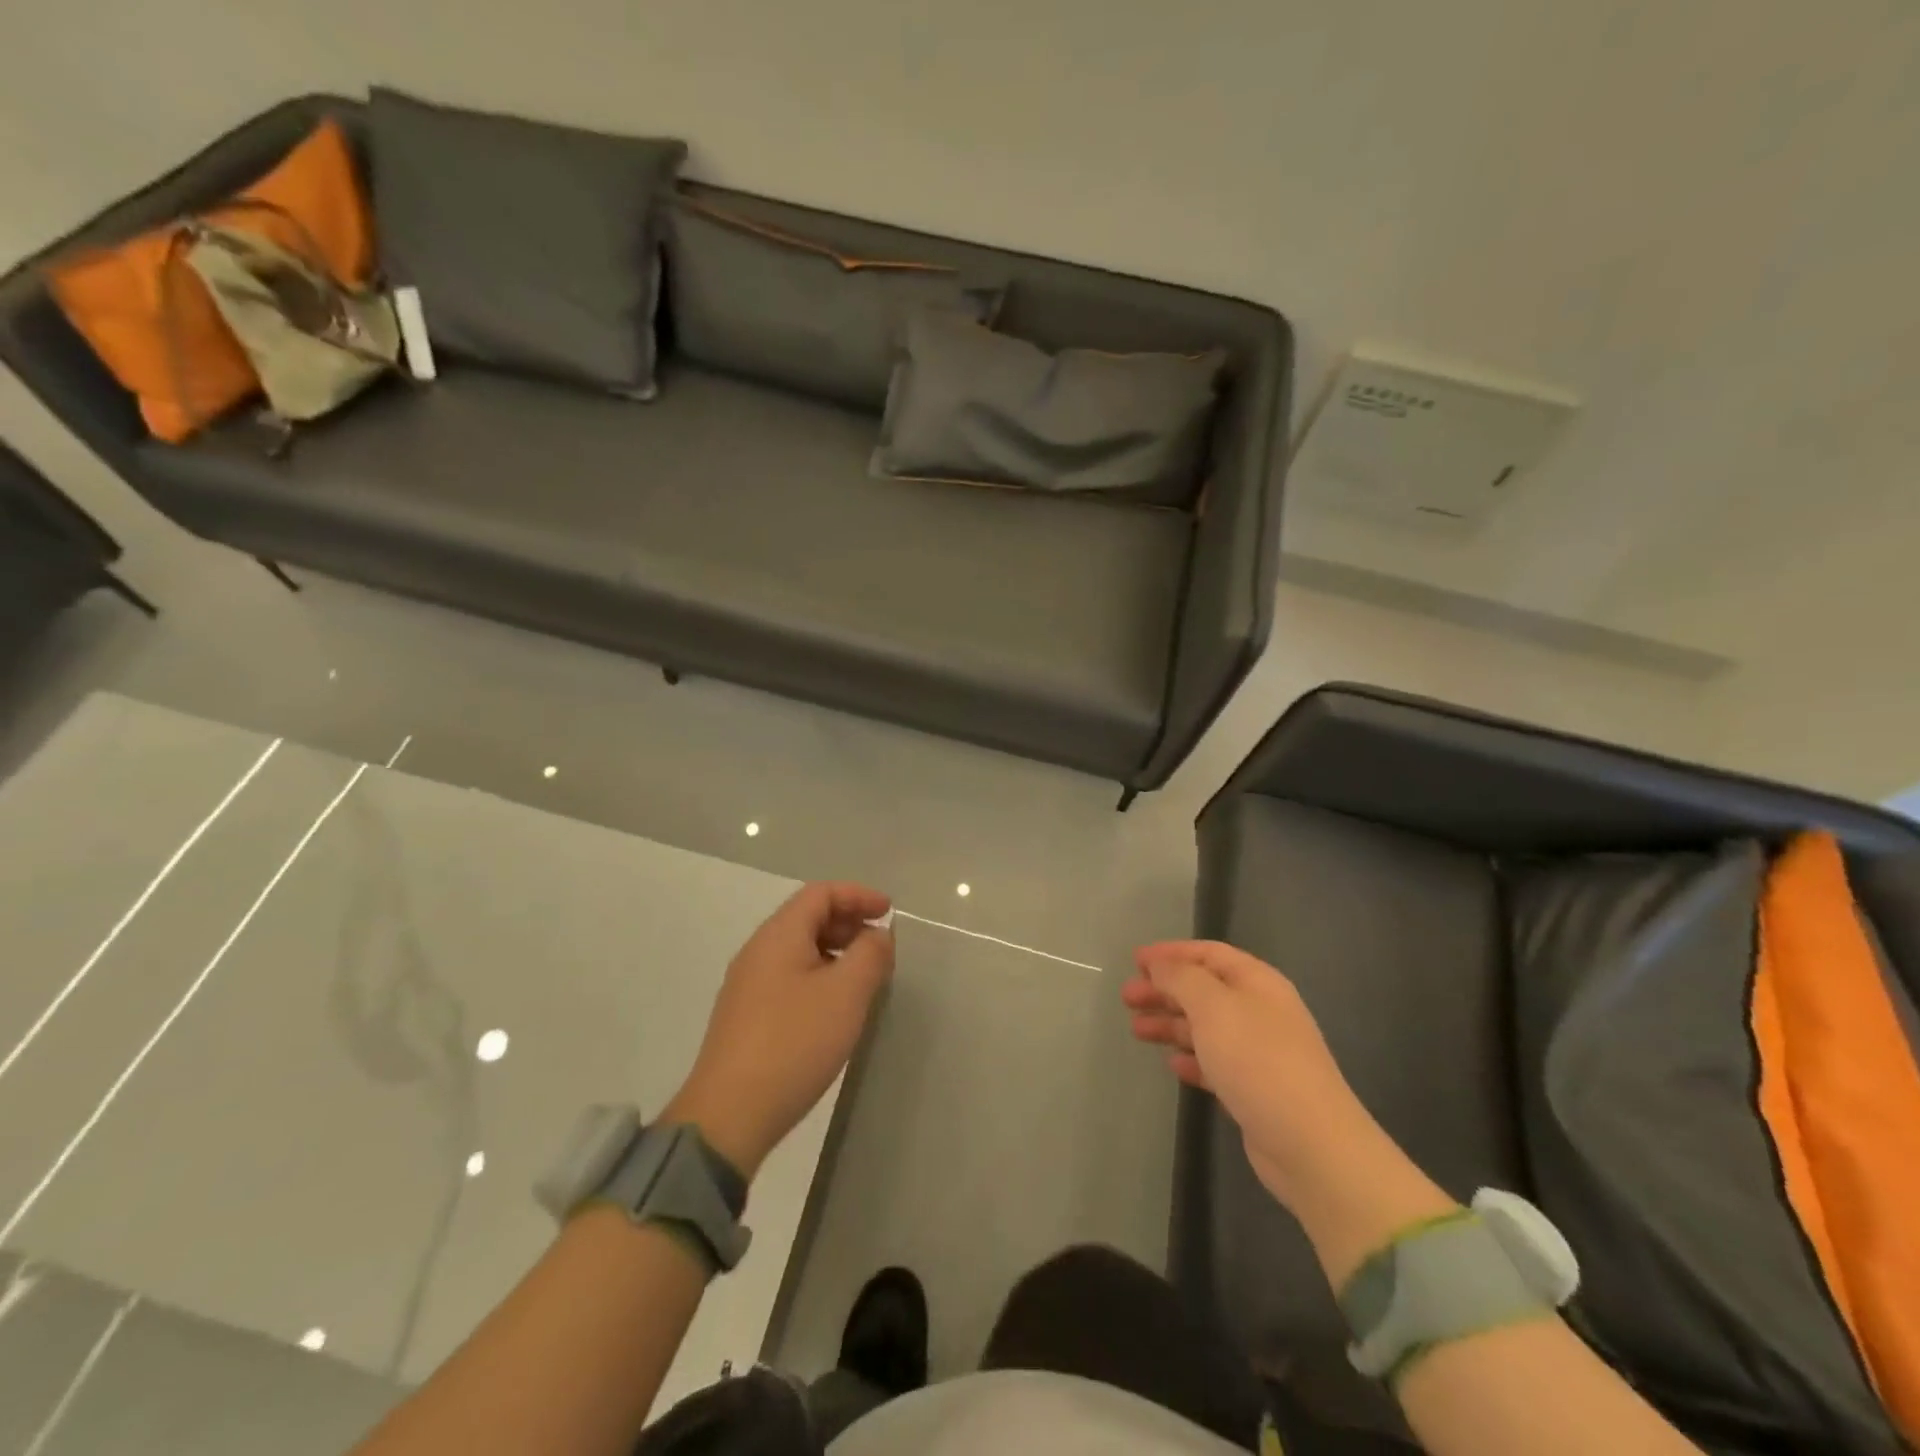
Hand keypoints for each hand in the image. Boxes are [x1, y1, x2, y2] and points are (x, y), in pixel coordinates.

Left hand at [663, 883, 893, 1179]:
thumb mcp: (846, 993)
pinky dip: (820, 976)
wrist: (729, 1115)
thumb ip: (870, 954)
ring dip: (836, 952)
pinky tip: (836, 1008)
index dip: (858, 895)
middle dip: (849, 923)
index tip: (889, 912)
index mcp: (779, 935)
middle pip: (808, 917)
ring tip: (865, 979)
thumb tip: (877, 935)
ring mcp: (748, 985)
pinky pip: (789, 977)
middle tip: (881, 947)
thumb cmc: (794, 1043)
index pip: (820, 893)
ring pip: (799, 949)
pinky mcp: (747, 1017)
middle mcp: (758, 951)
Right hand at [1125, 941, 1397, 1215]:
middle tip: (1127, 998)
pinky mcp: (1255, 1089)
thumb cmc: (1258, 1061)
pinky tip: (1171, 1065)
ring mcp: (1259, 1052)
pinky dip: (1191, 1058)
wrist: (1310, 1144)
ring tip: (1137, 1030)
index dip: (1171, 953)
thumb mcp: (1213, 1006)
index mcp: (1257, 982)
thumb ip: (1181, 978)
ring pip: (1206, 1026)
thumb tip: (1160, 964)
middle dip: (1164, 990)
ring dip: (1171, 1023)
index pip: (1209, 954)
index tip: (1134, 960)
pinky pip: (1215, 1062)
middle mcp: (1260, 1011)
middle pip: (1204, 990)